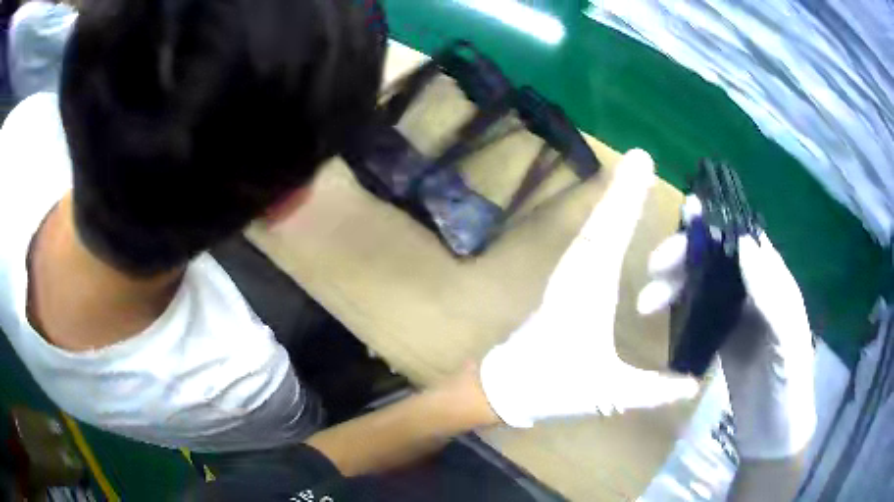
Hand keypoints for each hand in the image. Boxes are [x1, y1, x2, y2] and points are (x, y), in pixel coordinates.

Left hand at [480, 149, 698, 427]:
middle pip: (602, 222)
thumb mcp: (608, 392)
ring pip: (594, 229)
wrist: (507, 387)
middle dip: (623, 190)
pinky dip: (604, 223)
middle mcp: (577, 274)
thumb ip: (653, 390)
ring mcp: (568, 276)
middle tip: (641, 158)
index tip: (640, 160)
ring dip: (613, 202)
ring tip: (633, 175)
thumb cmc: (554, 386)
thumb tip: (695, 383)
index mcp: (588, 292)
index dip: (626, 197)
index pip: (611, 234)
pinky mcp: (566, 284)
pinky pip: (589, 243)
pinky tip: (616, 217)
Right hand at [637, 197, 815, 458]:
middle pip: (718, 261)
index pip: (744, 242)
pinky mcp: (722, 341)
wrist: (772, 436)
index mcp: (775, 285)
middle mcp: (755, 293)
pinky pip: (699, 315)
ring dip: (676, 286)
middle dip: (685, 258)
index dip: (717, 227)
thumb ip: (772, 298)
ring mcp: (737, 317)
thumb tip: (744, 244)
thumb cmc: (788, 388)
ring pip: (704, 286)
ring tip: (646, 303)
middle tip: (653, 268)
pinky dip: (678, 310)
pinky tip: (660, 316)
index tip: (684, 221)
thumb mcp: (788, 344)